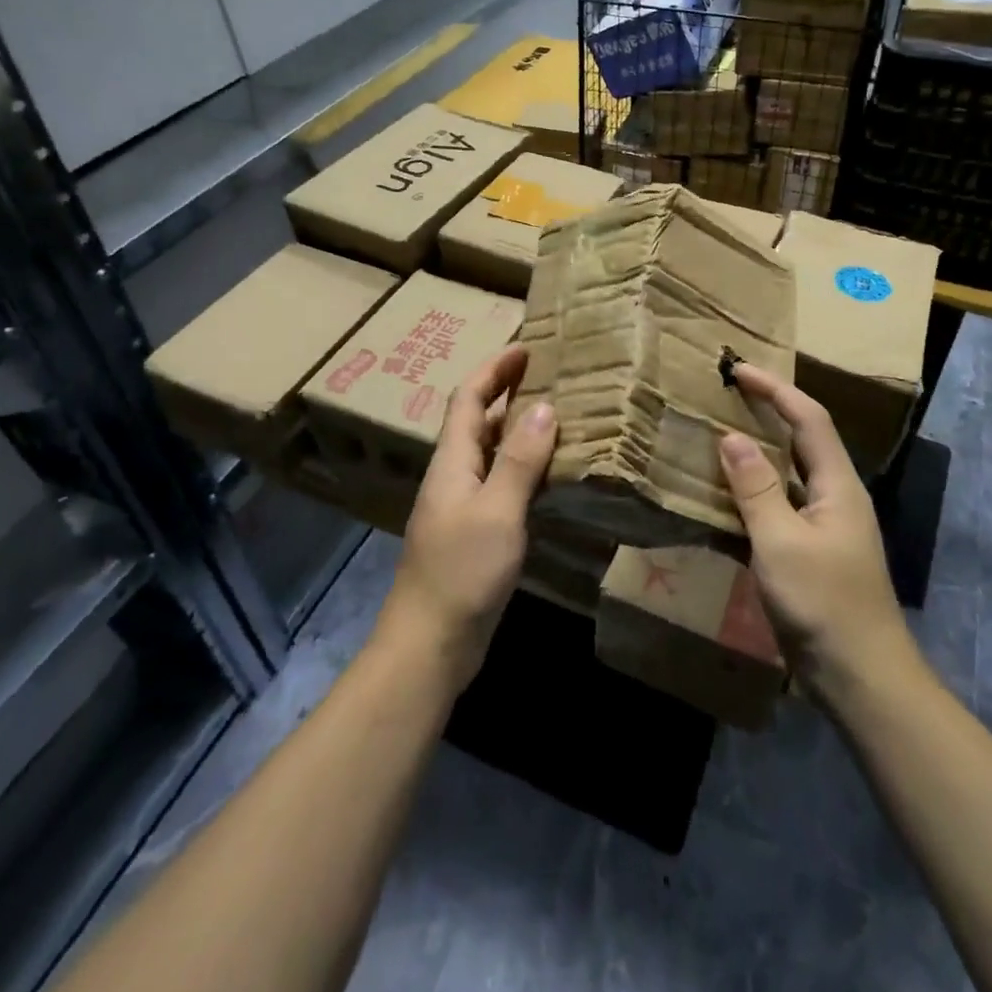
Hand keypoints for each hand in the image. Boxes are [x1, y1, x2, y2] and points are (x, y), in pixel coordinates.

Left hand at [380, 346, 556, 686]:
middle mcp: (455, 475)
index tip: (526, 347)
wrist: (431, 644)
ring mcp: (463, 506)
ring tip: (560, 415)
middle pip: (478, 420)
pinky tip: (552, 474)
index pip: (469, 398)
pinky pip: (502, 484)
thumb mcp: (498, 511)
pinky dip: (525, 468)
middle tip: (551, 376)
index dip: (494, 369)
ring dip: (519, 429)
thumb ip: (520, 459)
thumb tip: (543, 406)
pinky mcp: (476, 533)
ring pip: (492, 453)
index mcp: (452, 461)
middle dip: (508, 392)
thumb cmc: (461, 571)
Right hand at [719, 363, 919, 700]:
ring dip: (755, 456)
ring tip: (714, 441)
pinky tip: (720, 502)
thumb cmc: (824, 604)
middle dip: (767, 414)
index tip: (739, 370)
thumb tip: (730, 437)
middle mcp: (834, 498)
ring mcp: (824, 528)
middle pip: (801, 441)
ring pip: (787, 477)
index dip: (775, 390)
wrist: (861, 679)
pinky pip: (777, 510)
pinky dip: (750, 498)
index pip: (808, 418)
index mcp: (837, 486)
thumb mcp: (781, 542)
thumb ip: (756, 488)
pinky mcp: (810, 555)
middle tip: (725, 398)